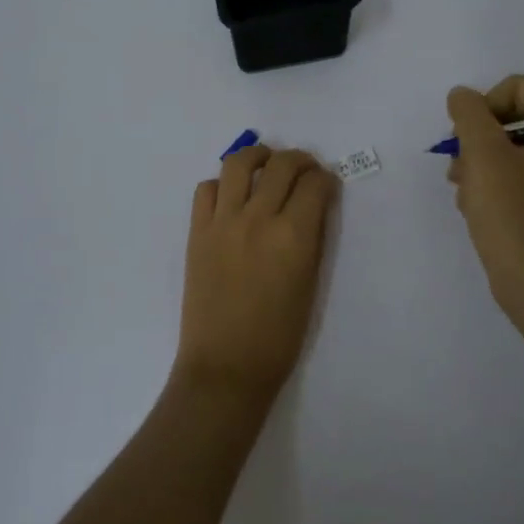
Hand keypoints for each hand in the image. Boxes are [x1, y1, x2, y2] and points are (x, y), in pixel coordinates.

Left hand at [174, 143, 339, 403]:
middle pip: (281, 165)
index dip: (325, 178)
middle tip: (305, 168)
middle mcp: (258, 219)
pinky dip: (222, 184)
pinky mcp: (197, 231)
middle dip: (300, 159)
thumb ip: (312, 239)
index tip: (326, 183)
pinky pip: (207, 189)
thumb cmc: (278, 337)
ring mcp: (223, 222)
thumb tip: (314, 206)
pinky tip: (233, 195)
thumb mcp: (310, 285)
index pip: (314, 185)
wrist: (225, 366)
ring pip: (239, 164)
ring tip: (266, 162)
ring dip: (258, 156)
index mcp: (293, 237)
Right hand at [447, 75, 523, 352]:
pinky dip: (484, 188)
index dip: (484, 105)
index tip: (469, 138)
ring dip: (474, 166)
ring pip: (499, 151)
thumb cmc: (511, 211)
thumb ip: (469, 112)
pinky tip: (474, 209)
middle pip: (505, 119)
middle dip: (474, 141)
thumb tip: (462, 96)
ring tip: (465, 193)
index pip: (515, 88)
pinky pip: (505, 179)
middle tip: (460, 168)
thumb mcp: (484, 152)